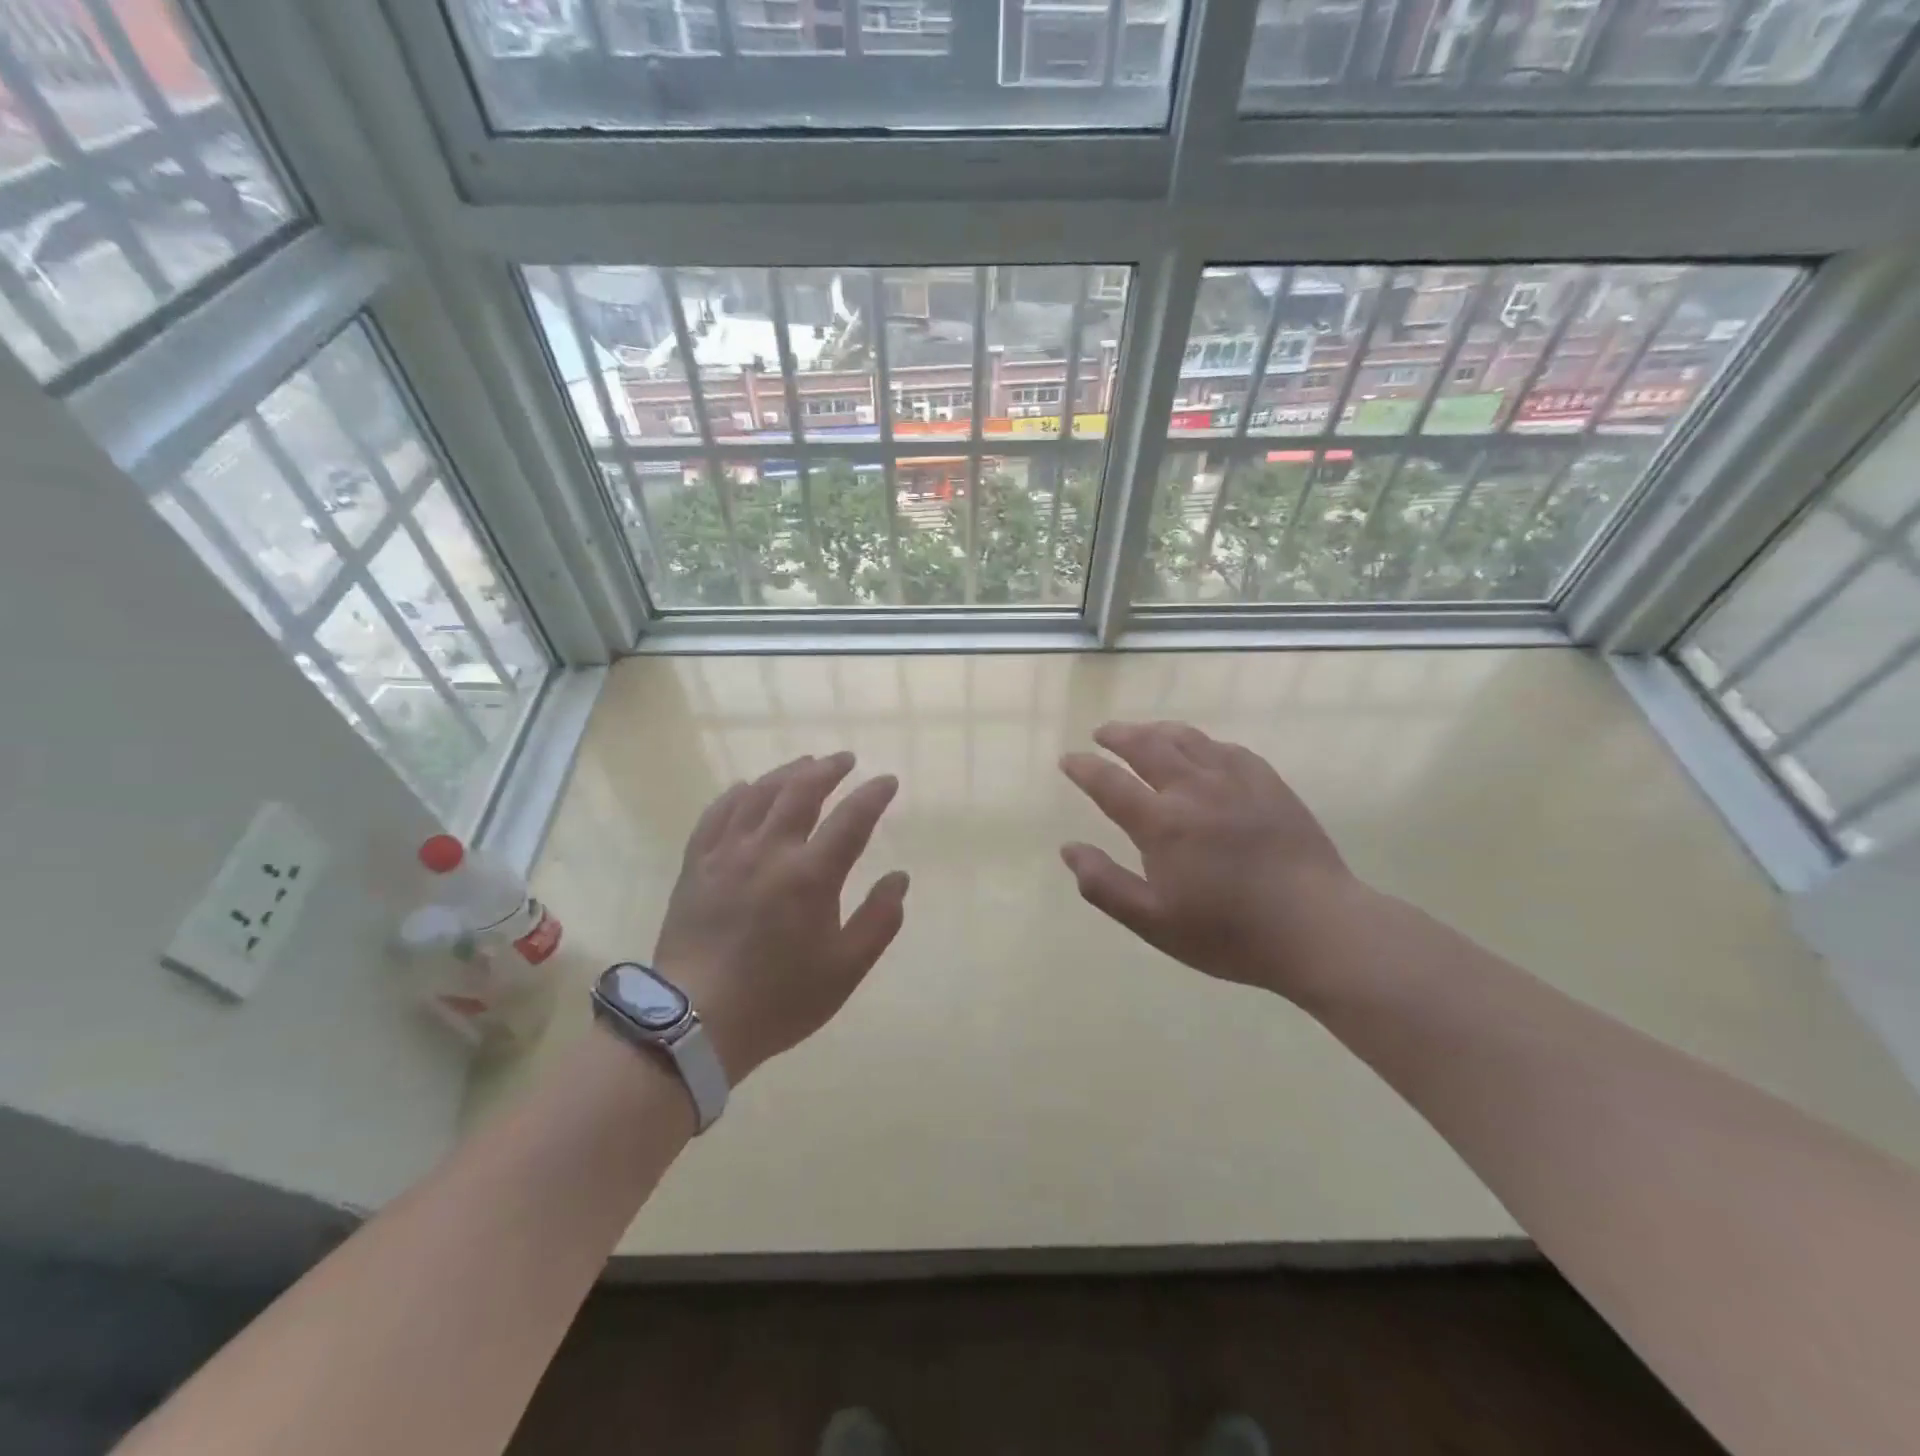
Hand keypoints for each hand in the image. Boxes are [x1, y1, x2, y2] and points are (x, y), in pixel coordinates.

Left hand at [652, 753, 908, 1081]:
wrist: (694, 1022)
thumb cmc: (779, 999)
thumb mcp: (845, 970)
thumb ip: (879, 920)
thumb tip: (899, 878)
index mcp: (811, 875)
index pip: (851, 819)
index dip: (873, 795)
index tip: (888, 781)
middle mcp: (769, 851)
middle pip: (801, 791)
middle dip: (828, 769)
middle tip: (845, 760)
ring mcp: (727, 854)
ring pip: (759, 794)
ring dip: (786, 773)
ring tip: (804, 764)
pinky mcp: (696, 865)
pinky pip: (716, 814)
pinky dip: (736, 795)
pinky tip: (745, 788)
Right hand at [1059, 721, 1366, 1001]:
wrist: (1318, 928)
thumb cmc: (1229, 933)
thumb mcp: (1154, 923)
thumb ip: (1105, 885)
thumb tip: (1068, 849)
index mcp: (1162, 823)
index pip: (1109, 782)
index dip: (1083, 768)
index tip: (1068, 760)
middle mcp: (1193, 789)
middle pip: (1147, 745)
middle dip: (1118, 735)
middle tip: (1102, 734)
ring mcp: (1235, 780)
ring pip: (1187, 738)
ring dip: (1156, 731)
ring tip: (1143, 733)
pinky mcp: (1268, 782)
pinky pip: (1225, 748)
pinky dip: (1200, 742)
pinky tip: (1201, 750)